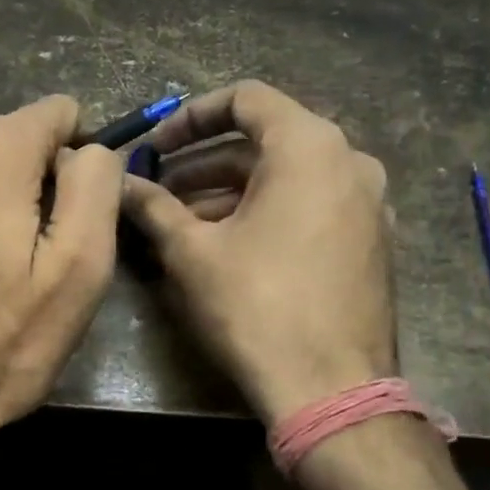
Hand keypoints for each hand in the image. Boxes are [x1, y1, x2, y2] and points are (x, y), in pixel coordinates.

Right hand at [120, 81, 395, 424]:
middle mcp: (349, 162)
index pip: (245, 99)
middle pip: (265, 141)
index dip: (190, 117)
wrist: (332, 390)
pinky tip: (226, 246)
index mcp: (309, 147)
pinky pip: (310, 207)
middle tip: (158, 189)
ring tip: (180, 222)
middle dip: (203, 163)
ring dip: (230, 192)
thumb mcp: (192, 251)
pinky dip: (266, 212)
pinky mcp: (370, 242)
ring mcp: (367, 204)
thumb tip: (119, 185)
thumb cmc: (256, 306)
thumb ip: (153, 206)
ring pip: (287, 178)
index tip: (155, 147)